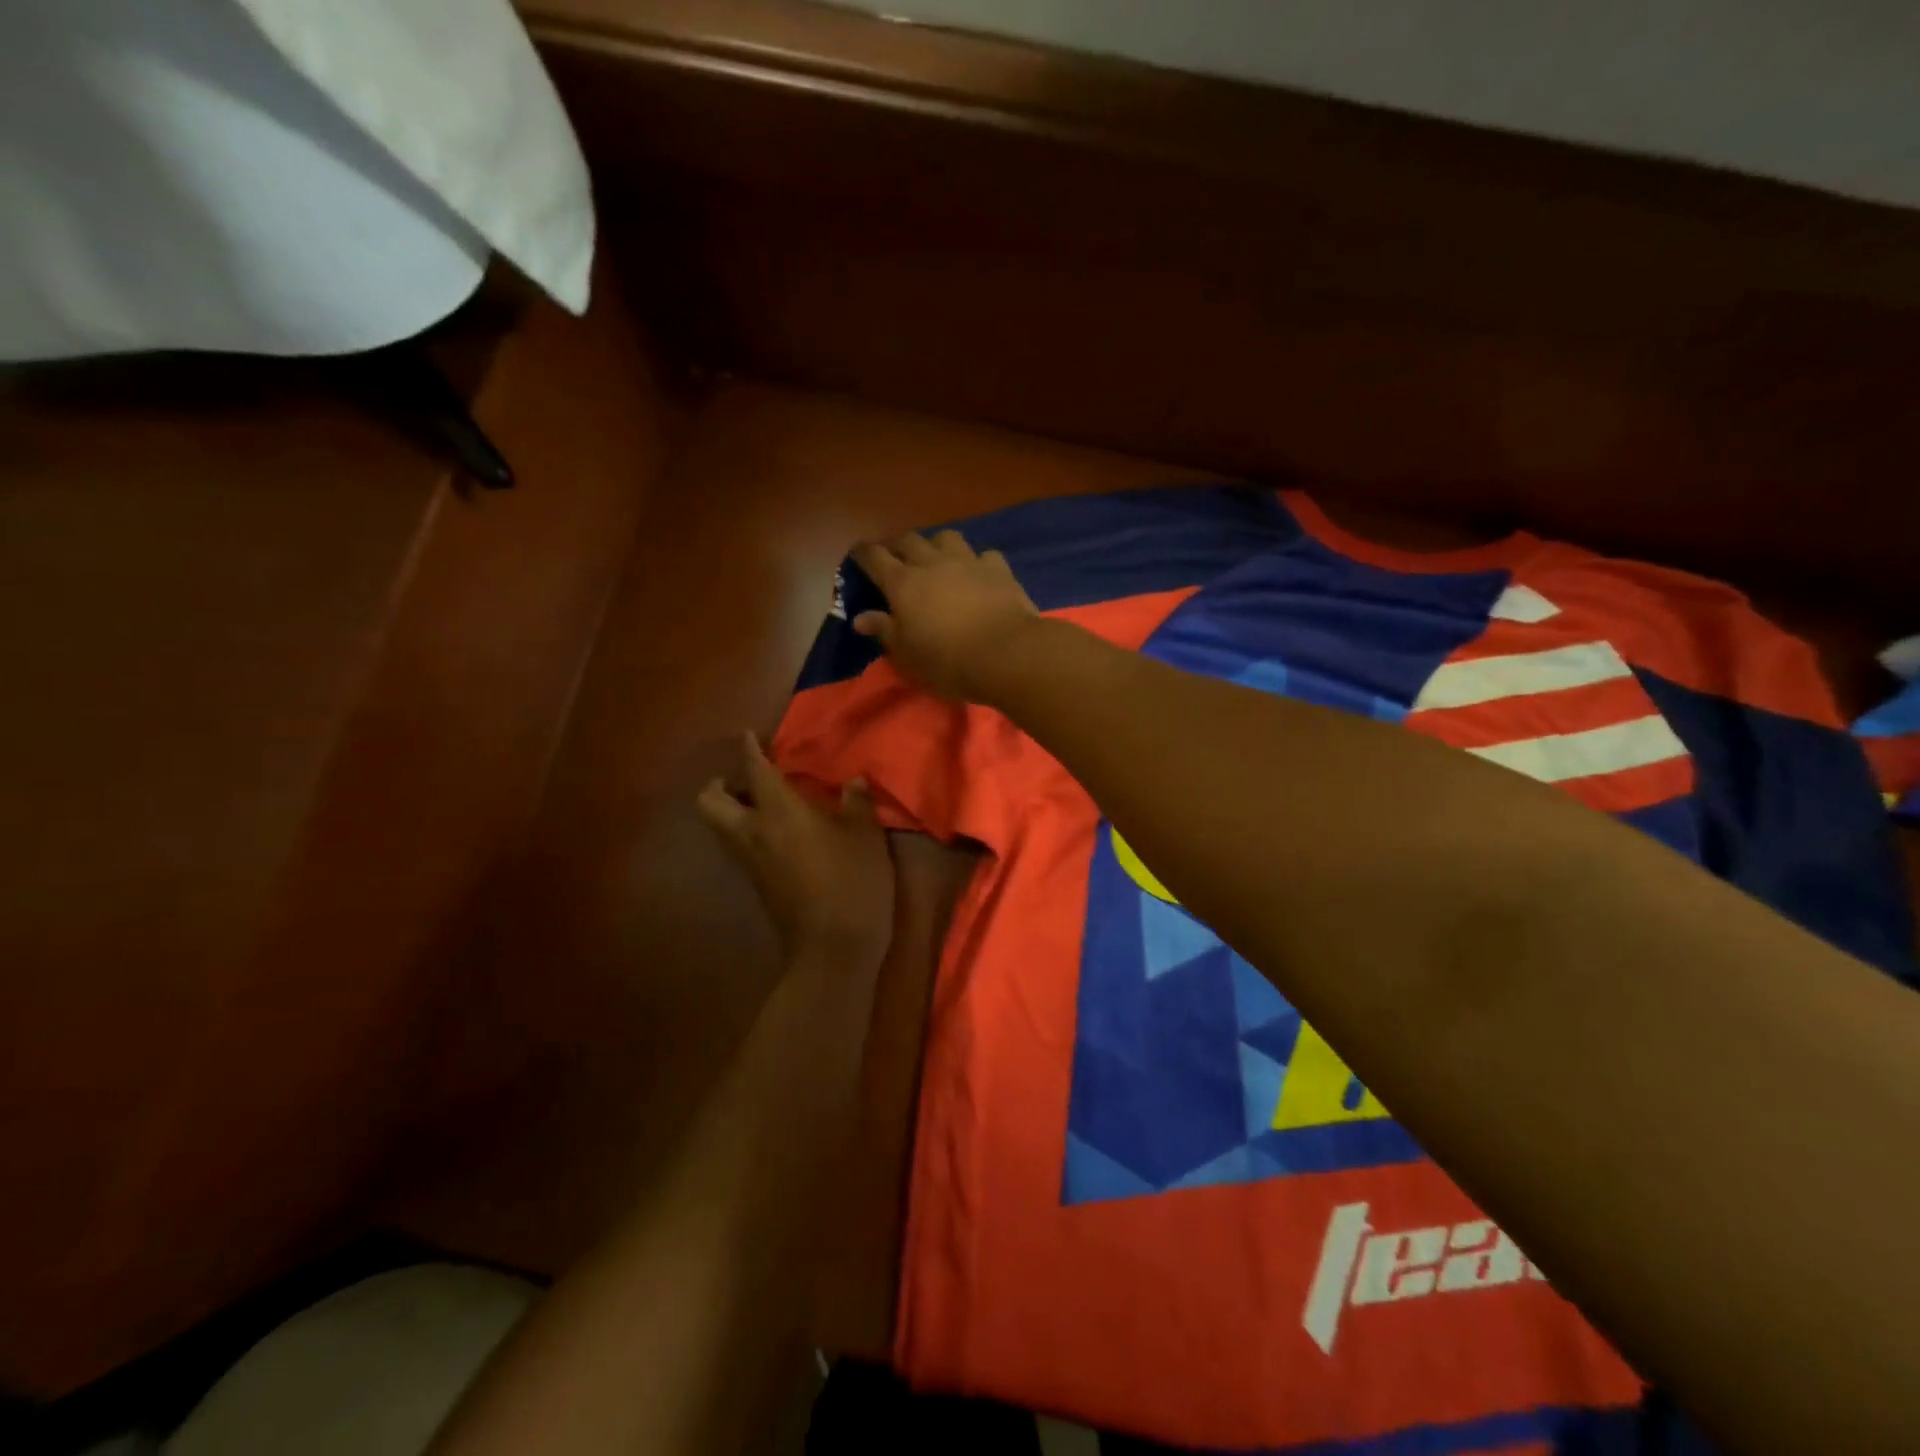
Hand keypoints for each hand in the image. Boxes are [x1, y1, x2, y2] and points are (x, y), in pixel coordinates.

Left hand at [697, 733, 895, 971]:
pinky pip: (737, 847)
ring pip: (719, 827)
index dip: (750, 749)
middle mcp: (753, 833)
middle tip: (749, 780)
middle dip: (721, 784)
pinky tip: (779, 834)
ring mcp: (749, 862)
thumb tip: (853, 781)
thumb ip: (857, 804)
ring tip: (764, 805)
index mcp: (779, 812)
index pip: (754, 771)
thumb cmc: (852, 882)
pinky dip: (747, 832)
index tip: (750, 736)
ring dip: (731, 809)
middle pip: (709, 801)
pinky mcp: (756, 884)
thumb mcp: (866, 837)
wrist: (833, 949)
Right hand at [850, 531, 1039, 703]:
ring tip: (936, 559)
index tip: (857, 555)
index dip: (862, 554)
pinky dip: (976, 561)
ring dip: (935, 544)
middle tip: (894, 558)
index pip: (874, 557)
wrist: (1007, 654)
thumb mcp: (907, 654)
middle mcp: (932, 563)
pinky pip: (984, 555)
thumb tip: (860, 617)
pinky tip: (977, 573)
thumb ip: (884, 630)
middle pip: (908, 540)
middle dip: (896, 545)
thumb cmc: (948, 661)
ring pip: (946, 537)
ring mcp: (968, 562)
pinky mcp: (999, 569)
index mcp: (903, 583)